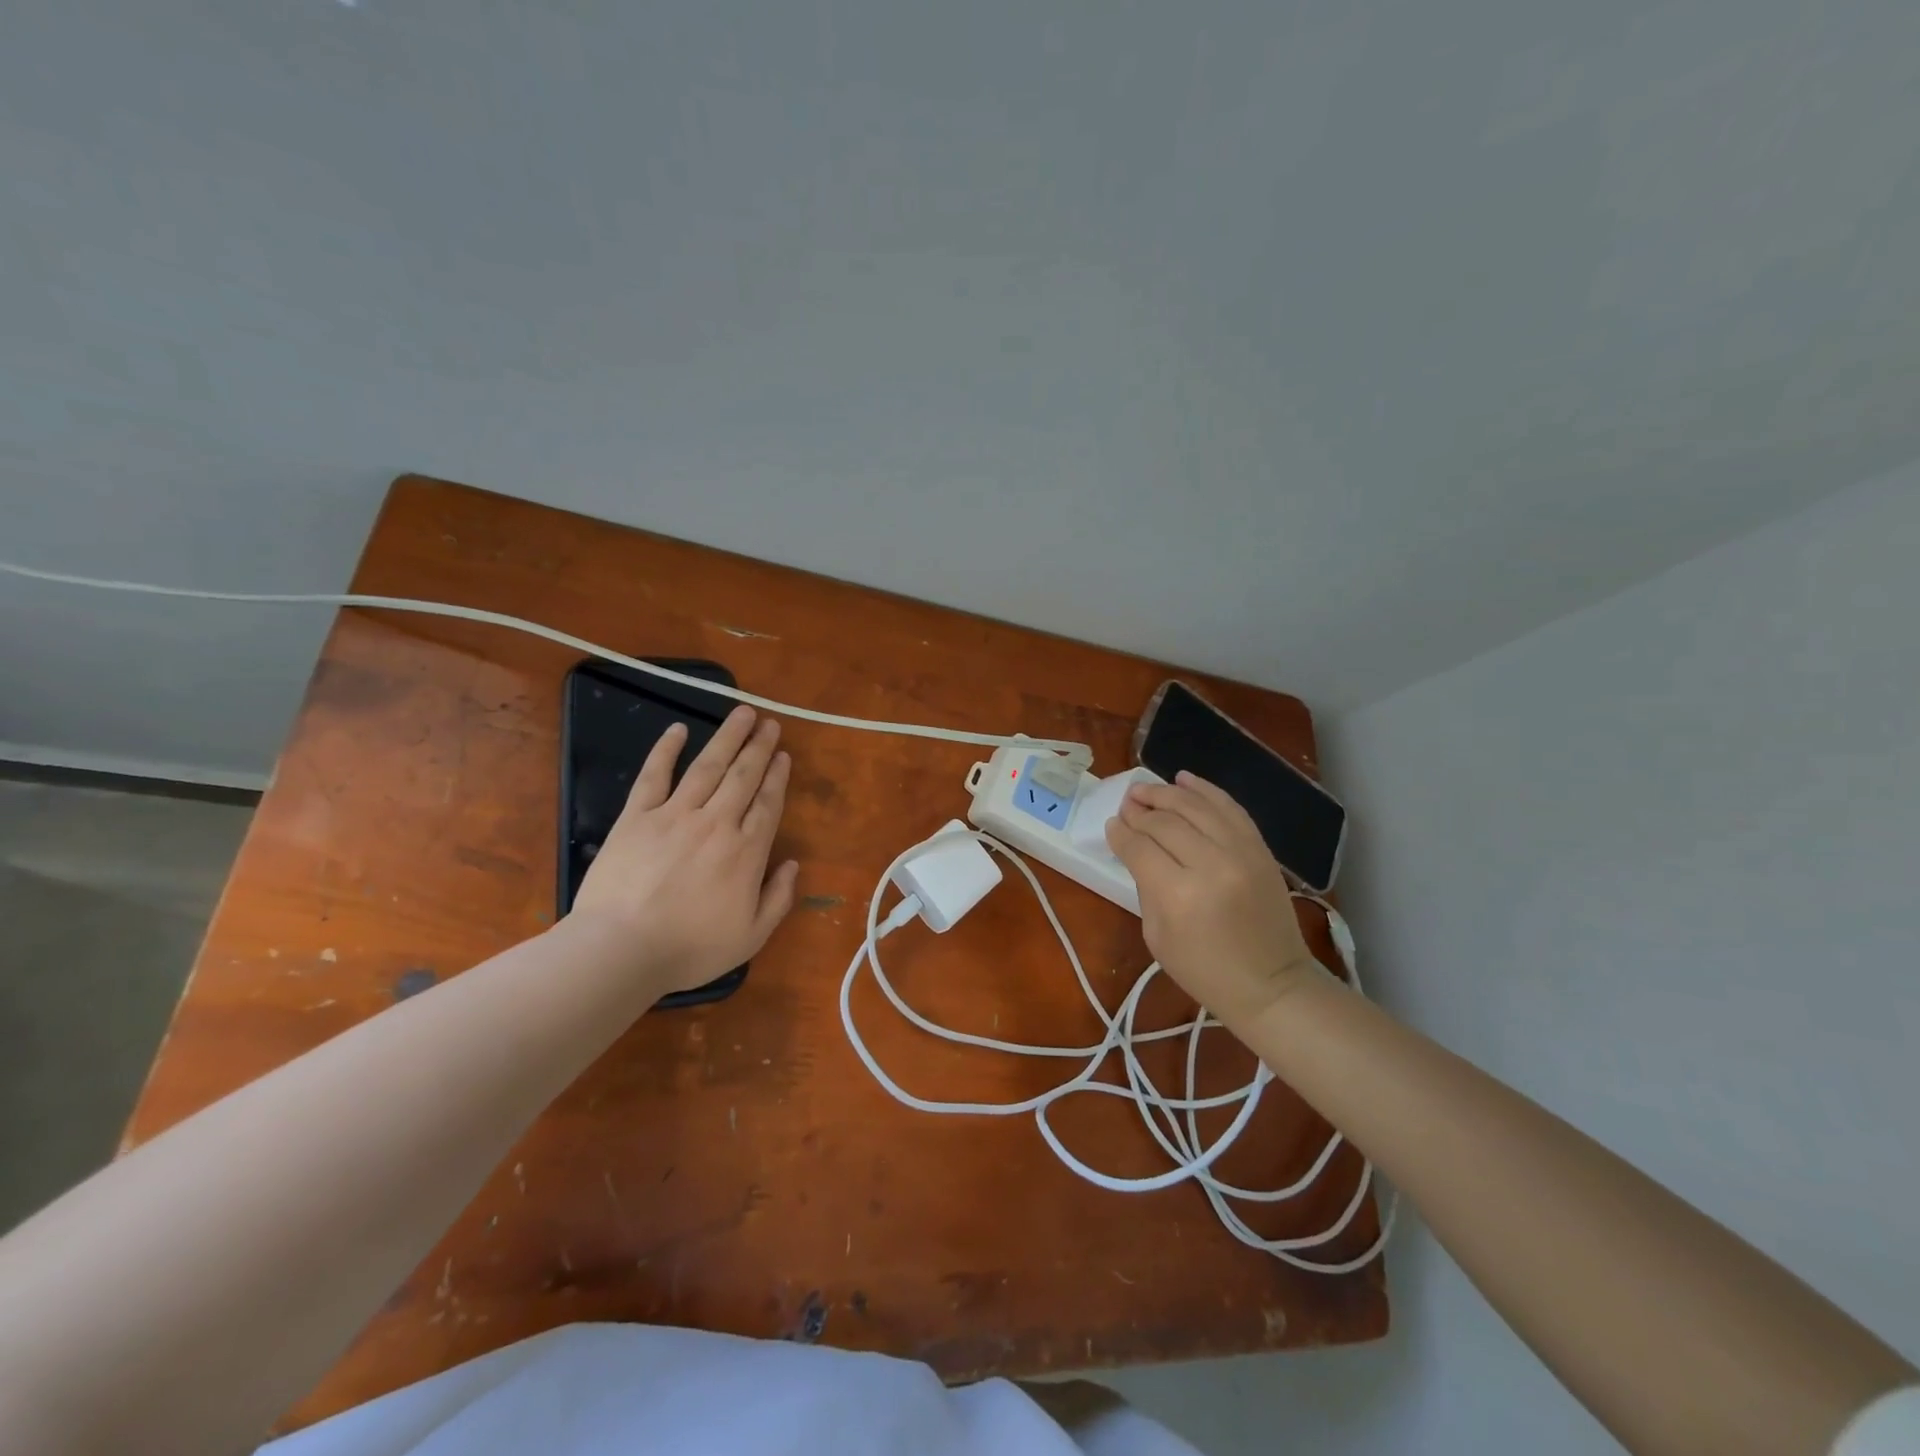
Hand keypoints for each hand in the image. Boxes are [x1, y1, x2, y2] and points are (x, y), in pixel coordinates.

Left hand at [571, 705, 799, 996]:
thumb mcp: (750, 936)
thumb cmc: (689, 948)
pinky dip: (665, 750)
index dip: (777, 776)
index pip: (768, 803)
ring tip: (742, 713)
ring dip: (727, 738)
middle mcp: (716, 822)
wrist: (621, 949)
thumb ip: (778, 899)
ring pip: (707, 767)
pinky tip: (677, 730)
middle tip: (770, 722)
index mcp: (746, 851)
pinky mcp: (637, 817)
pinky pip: (654, 776)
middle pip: (743, 776)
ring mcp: (674, 815)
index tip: (783, 755)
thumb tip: (792, 864)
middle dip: (759, 747)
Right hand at [1105, 771, 1327, 1027]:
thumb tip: (1133, 847)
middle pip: (1165, 822)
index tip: (1111, 824)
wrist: (1272, 985)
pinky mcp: (1261, 849)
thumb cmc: (1205, 971)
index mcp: (1178, 895)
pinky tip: (1184, 779)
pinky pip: (1230, 808)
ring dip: (1166, 793)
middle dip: (1139, 810)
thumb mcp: (1156, 936)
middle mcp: (1211, 864)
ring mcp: (1241, 852)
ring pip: (1196, 806)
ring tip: (1145, 789)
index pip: (1140, 847)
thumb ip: (1145, 886)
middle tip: (1125, 804)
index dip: (1121, 832)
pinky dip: (1206, 790)